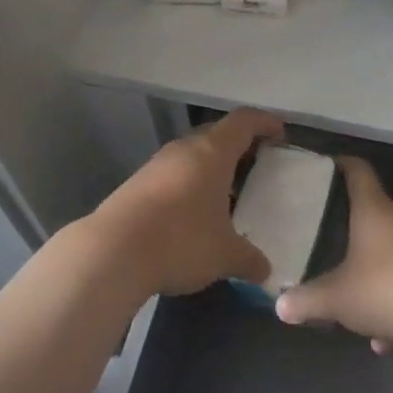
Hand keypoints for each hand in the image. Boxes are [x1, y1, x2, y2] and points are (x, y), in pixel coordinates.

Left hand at [88, 108, 281, 296]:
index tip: (280, 133)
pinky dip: (191, 184)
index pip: (244, 121)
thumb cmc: (181, 240)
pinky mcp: (137, 184)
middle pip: (217, 134)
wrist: (112, 251)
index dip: (264, 123)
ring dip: (212, 167)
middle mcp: (184, 149)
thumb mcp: (225, 255)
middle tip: (257, 164)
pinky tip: (195, 213)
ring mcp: (156, 165)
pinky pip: (174, 174)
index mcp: (212, 152)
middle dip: (239, 146)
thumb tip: (265, 271)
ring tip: (228, 193)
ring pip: (193, 155)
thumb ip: (249, 259)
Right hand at [275, 157, 392, 351]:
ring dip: (373, 272)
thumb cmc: (391, 287)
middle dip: (350, 226)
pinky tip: (385, 339)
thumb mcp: (339, 298)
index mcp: (373, 210)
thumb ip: (308, 301)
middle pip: (373, 212)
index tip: (323, 167)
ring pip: (392, 253)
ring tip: (350, 298)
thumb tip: (280, 305)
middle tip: (324, 237)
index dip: (340, 165)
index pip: (357, 171)